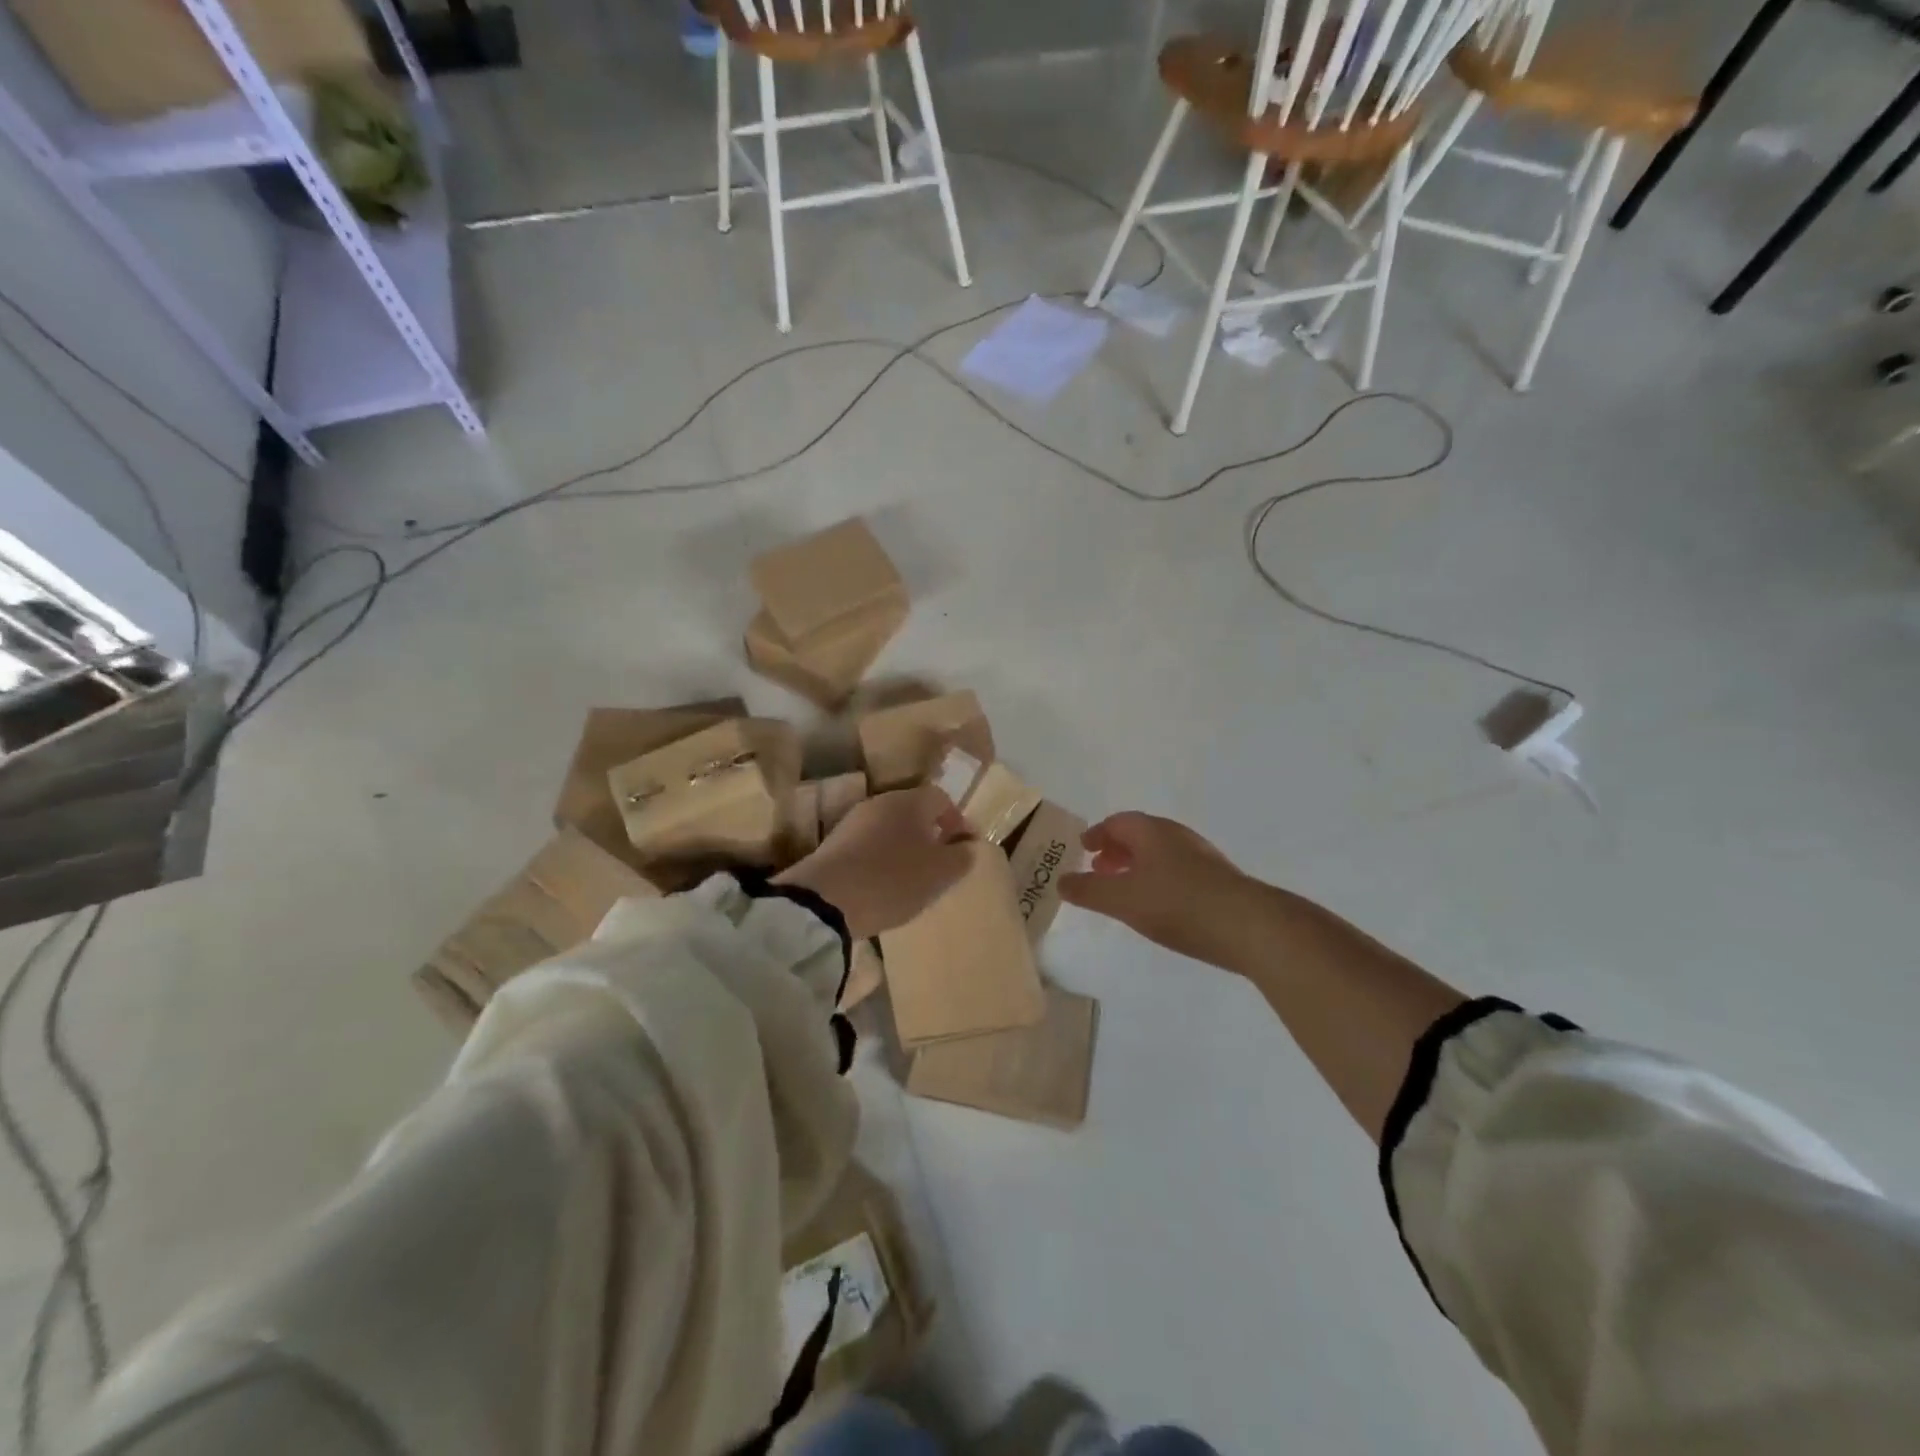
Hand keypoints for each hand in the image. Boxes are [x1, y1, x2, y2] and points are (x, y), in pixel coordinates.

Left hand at [775, 786, 971, 939]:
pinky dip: (880, 860)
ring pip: (889, 829)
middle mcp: (880, 803)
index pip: (941, 799)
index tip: (964, 847)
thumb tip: (968, 845)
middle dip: (929, 834)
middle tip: (940, 863)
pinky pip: (868, 846)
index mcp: (910, 801)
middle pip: (913, 812)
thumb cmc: (893, 880)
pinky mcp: (833, 845)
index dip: (956, 821)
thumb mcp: (941, 873)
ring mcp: (852, 822)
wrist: (824, 901)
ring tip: (912, 879)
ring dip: (903, 848)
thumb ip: (962, 856)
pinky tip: (882, 886)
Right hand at [1058, 811, 1256, 968]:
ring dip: (1137, 866)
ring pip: (1160, 854)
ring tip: (1125, 890)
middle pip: (1140, 835)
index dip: (1097, 833)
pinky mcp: (1218, 880)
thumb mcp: (1122, 900)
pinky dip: (1158, 879)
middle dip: (1116, 849)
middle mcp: (1177, 836)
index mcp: (1152, 832)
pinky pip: (1178, 871)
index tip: (1083, 848)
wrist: (1249, 926)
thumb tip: (1061, 881)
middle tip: (1099, 868)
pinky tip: (1158, 905)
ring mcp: (1202, 857)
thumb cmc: (1177, 904)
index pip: (1118, 822)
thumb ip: (1088, 891)